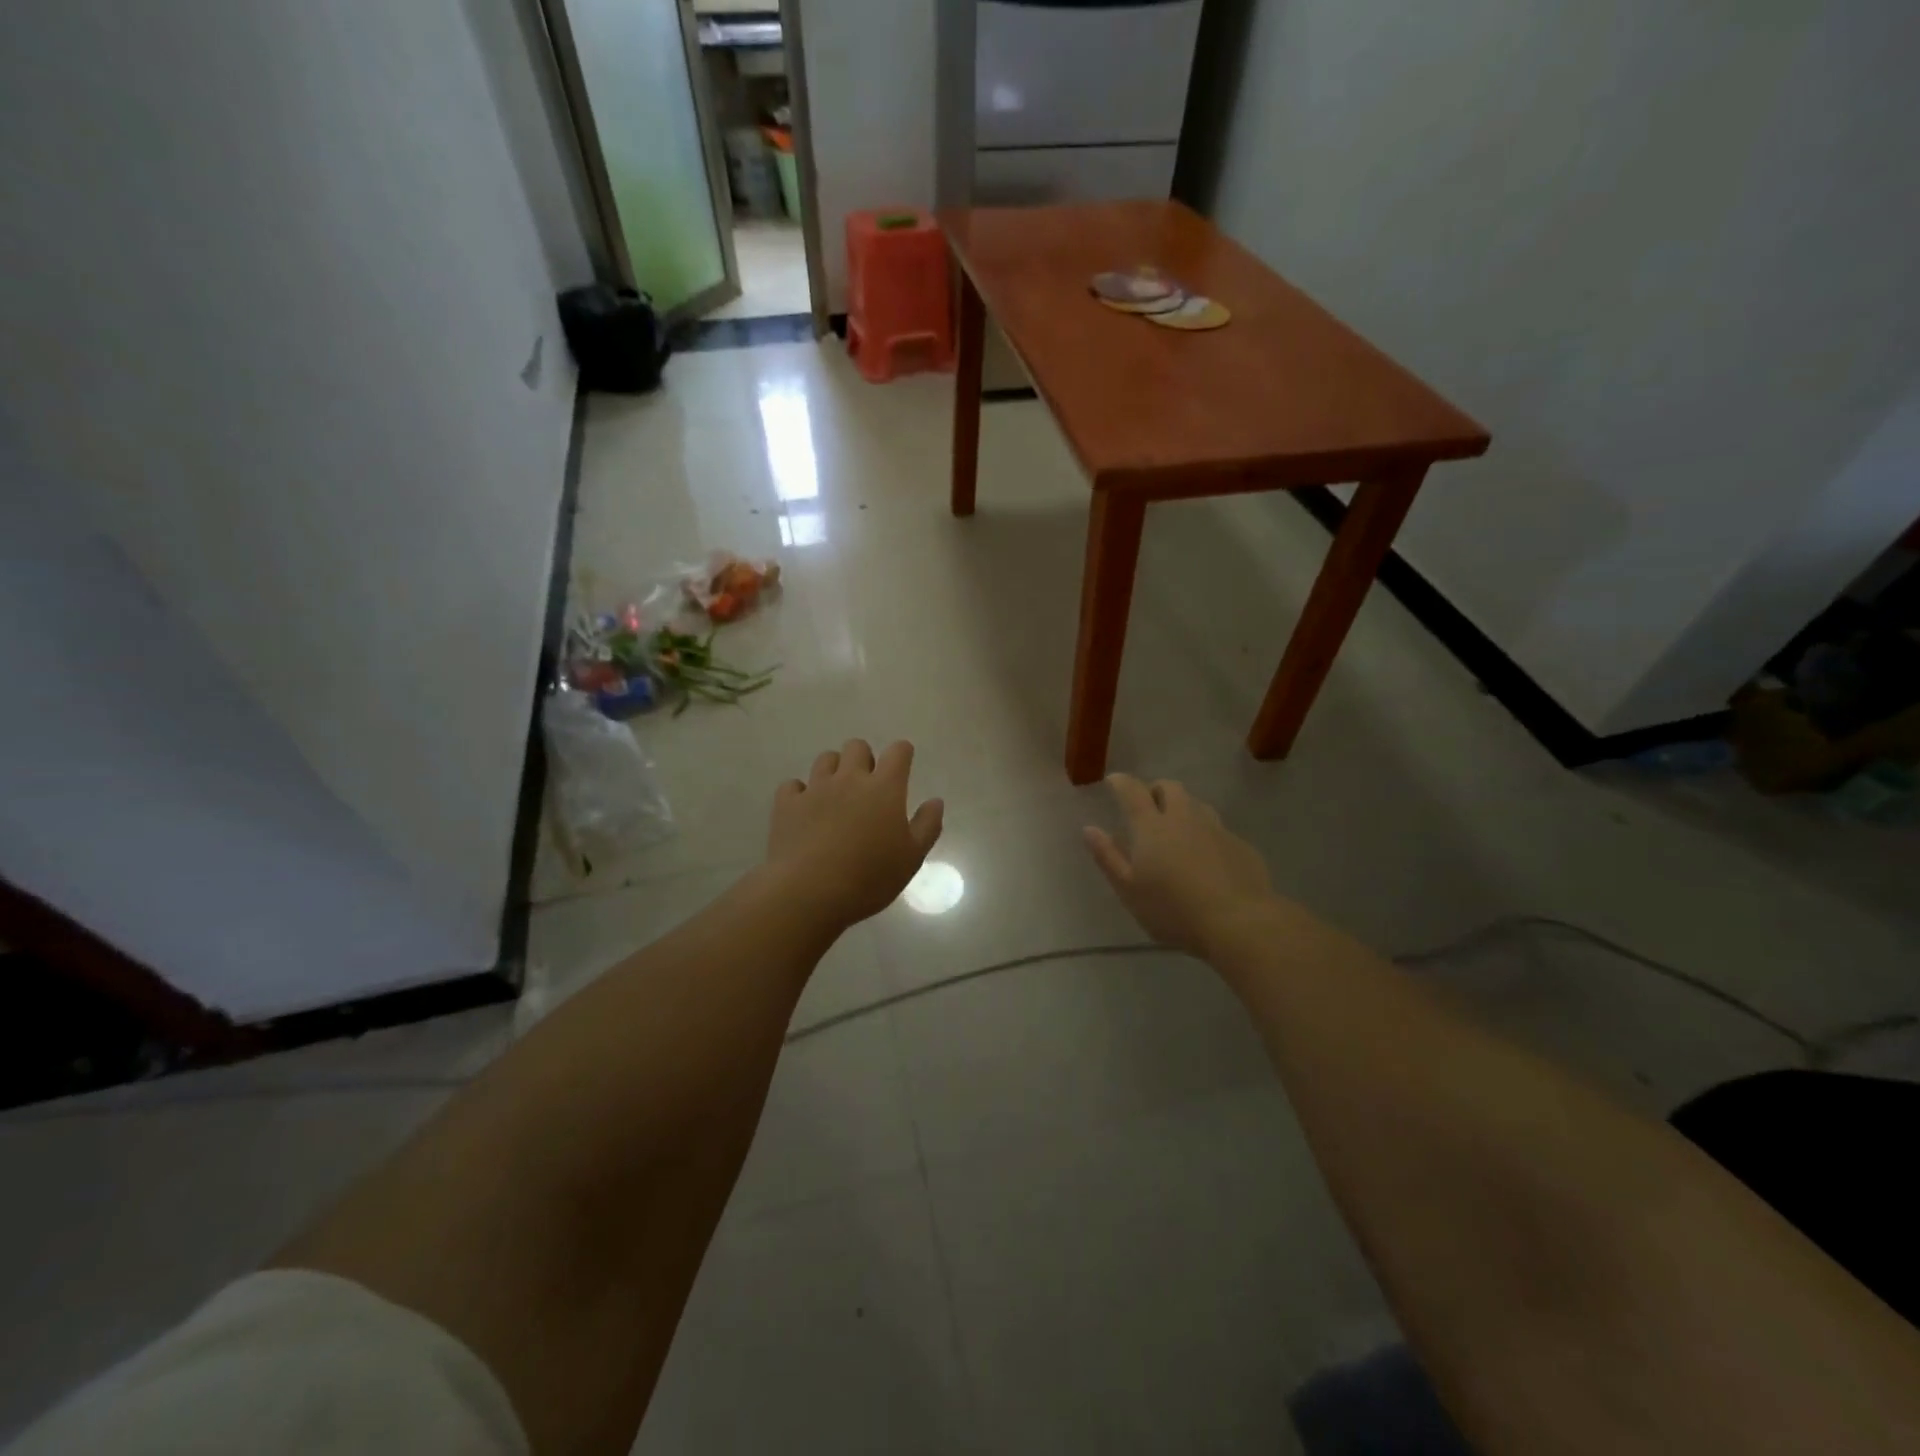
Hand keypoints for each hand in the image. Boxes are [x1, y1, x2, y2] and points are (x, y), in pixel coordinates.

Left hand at [767, 739, 944, 927]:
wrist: (809, 892)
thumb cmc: (869, 877)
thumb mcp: (911, 857)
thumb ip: (927, 825)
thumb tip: (935, 801)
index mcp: (884, 788)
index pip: (898, 752)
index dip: (902, 753)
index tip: (903, 762)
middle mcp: (849, 779)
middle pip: (857, 747)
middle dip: (864, 758)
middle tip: (867, 784)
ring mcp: (815, 789)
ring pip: (825, 759)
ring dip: (834, 770)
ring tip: (836, 794)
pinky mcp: (787, 804)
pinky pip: (793, 785)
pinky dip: (800, 792)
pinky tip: (804, 809)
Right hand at [1084, 774, 1272, 954]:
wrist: (1239, 922)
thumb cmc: (1173, 909)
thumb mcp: (1129, 890)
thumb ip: (1107, 857)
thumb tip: (1089, 828)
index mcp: (1151, 826)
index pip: (1132, 791)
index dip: (1121, 782)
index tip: (1113, 781)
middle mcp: (1184, 818)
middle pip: (1169, 788)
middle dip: (1155, 790)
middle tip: (1147, 807)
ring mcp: (1215, 828)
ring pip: (1196, 804)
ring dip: (1182, 808)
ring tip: (1176, 830)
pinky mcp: (1240, 844)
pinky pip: (1217, 828)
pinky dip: (1205, 833)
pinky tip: (1206, 857)